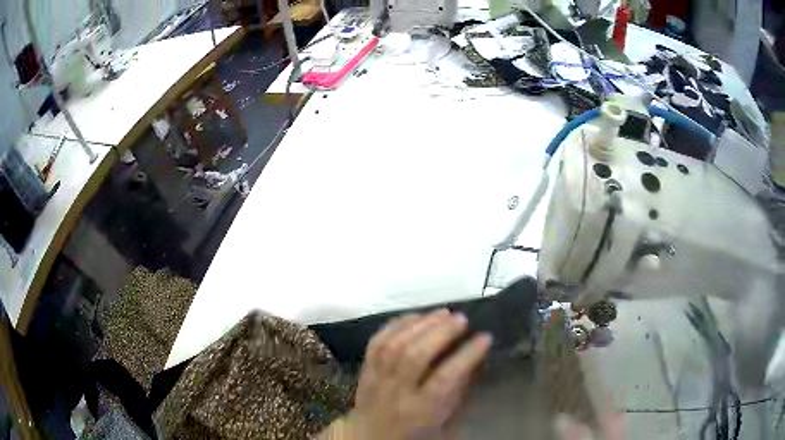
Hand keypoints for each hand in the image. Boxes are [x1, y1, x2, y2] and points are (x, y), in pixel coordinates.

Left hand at [339, 309, 491, 438]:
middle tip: (462, 319)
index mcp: (420, 412)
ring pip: (394, 344)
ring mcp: (377, 380)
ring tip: (443, 313)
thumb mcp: (445, 426)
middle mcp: (396, 393)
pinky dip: (396, 325)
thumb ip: (458, 396)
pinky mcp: (365, 371)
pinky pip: (376, 342)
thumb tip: (474, 362)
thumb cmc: (414, 436)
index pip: (444, 379)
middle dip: (441, 332)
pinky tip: (415, 316)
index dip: (466, 355)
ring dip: (420, 323)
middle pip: (415, 355)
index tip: (485, 337)